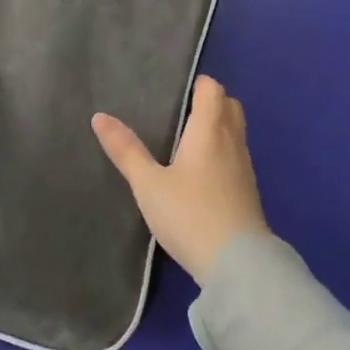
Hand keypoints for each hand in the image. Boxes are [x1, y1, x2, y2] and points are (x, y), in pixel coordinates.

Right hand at [92, 76, 269, 284]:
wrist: (237, 264)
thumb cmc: (189, 215)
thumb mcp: (148, 184)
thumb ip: (126, 150)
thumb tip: (100, 117)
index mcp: (209, 131)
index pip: (213, 90)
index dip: (199, 85)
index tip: (180, 90)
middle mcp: (232, 142)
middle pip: (230, 106)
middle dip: (212, 102)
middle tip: (185, 111)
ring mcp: (245, 167)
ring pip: (237, 132)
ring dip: (220, 127)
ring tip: (191, 139)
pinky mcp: (249, 191)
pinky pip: (238, 156)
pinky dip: (224, 151)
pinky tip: (205, 172)